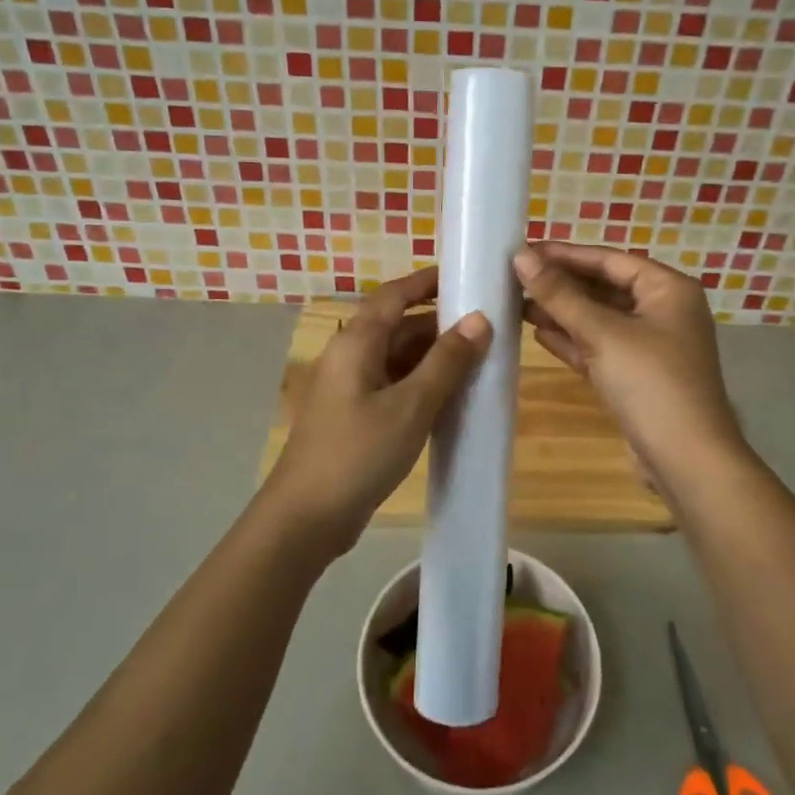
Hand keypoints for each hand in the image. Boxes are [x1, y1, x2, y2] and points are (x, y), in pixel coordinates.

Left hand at [258, 266, 491, 558]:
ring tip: (480, 359)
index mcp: (356, 342)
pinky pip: (394, 385)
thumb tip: (479, 320)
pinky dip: (422, 383)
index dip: (428, 281)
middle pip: (398, 325)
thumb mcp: (411, 406)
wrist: (306, 518)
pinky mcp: (355, 416)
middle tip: (488, 326)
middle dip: (441, 323)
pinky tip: (452, 396)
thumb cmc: (358, 453)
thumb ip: (446, 362)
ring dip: (434, 356)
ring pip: (398, 358)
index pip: (395, 294)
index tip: (467, 275)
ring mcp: (350, 387)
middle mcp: (350, 356)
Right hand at [514, 243, 747, 495]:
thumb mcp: (602, 333)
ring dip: (562, 312)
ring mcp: (651, 346)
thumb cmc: (650, 382)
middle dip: (561, 285)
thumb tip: (520, 257)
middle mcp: (663, 311)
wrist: (686, 459)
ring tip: (517, 304)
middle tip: (514, 278)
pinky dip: (572, 340)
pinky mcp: (637, 376)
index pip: (610, 259)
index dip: (565, 254)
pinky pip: (600, 347)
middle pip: (605, 287)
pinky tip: (538, 334)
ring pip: (600, 319)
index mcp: (668, 289)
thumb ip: (560, 295)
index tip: (524, 251)